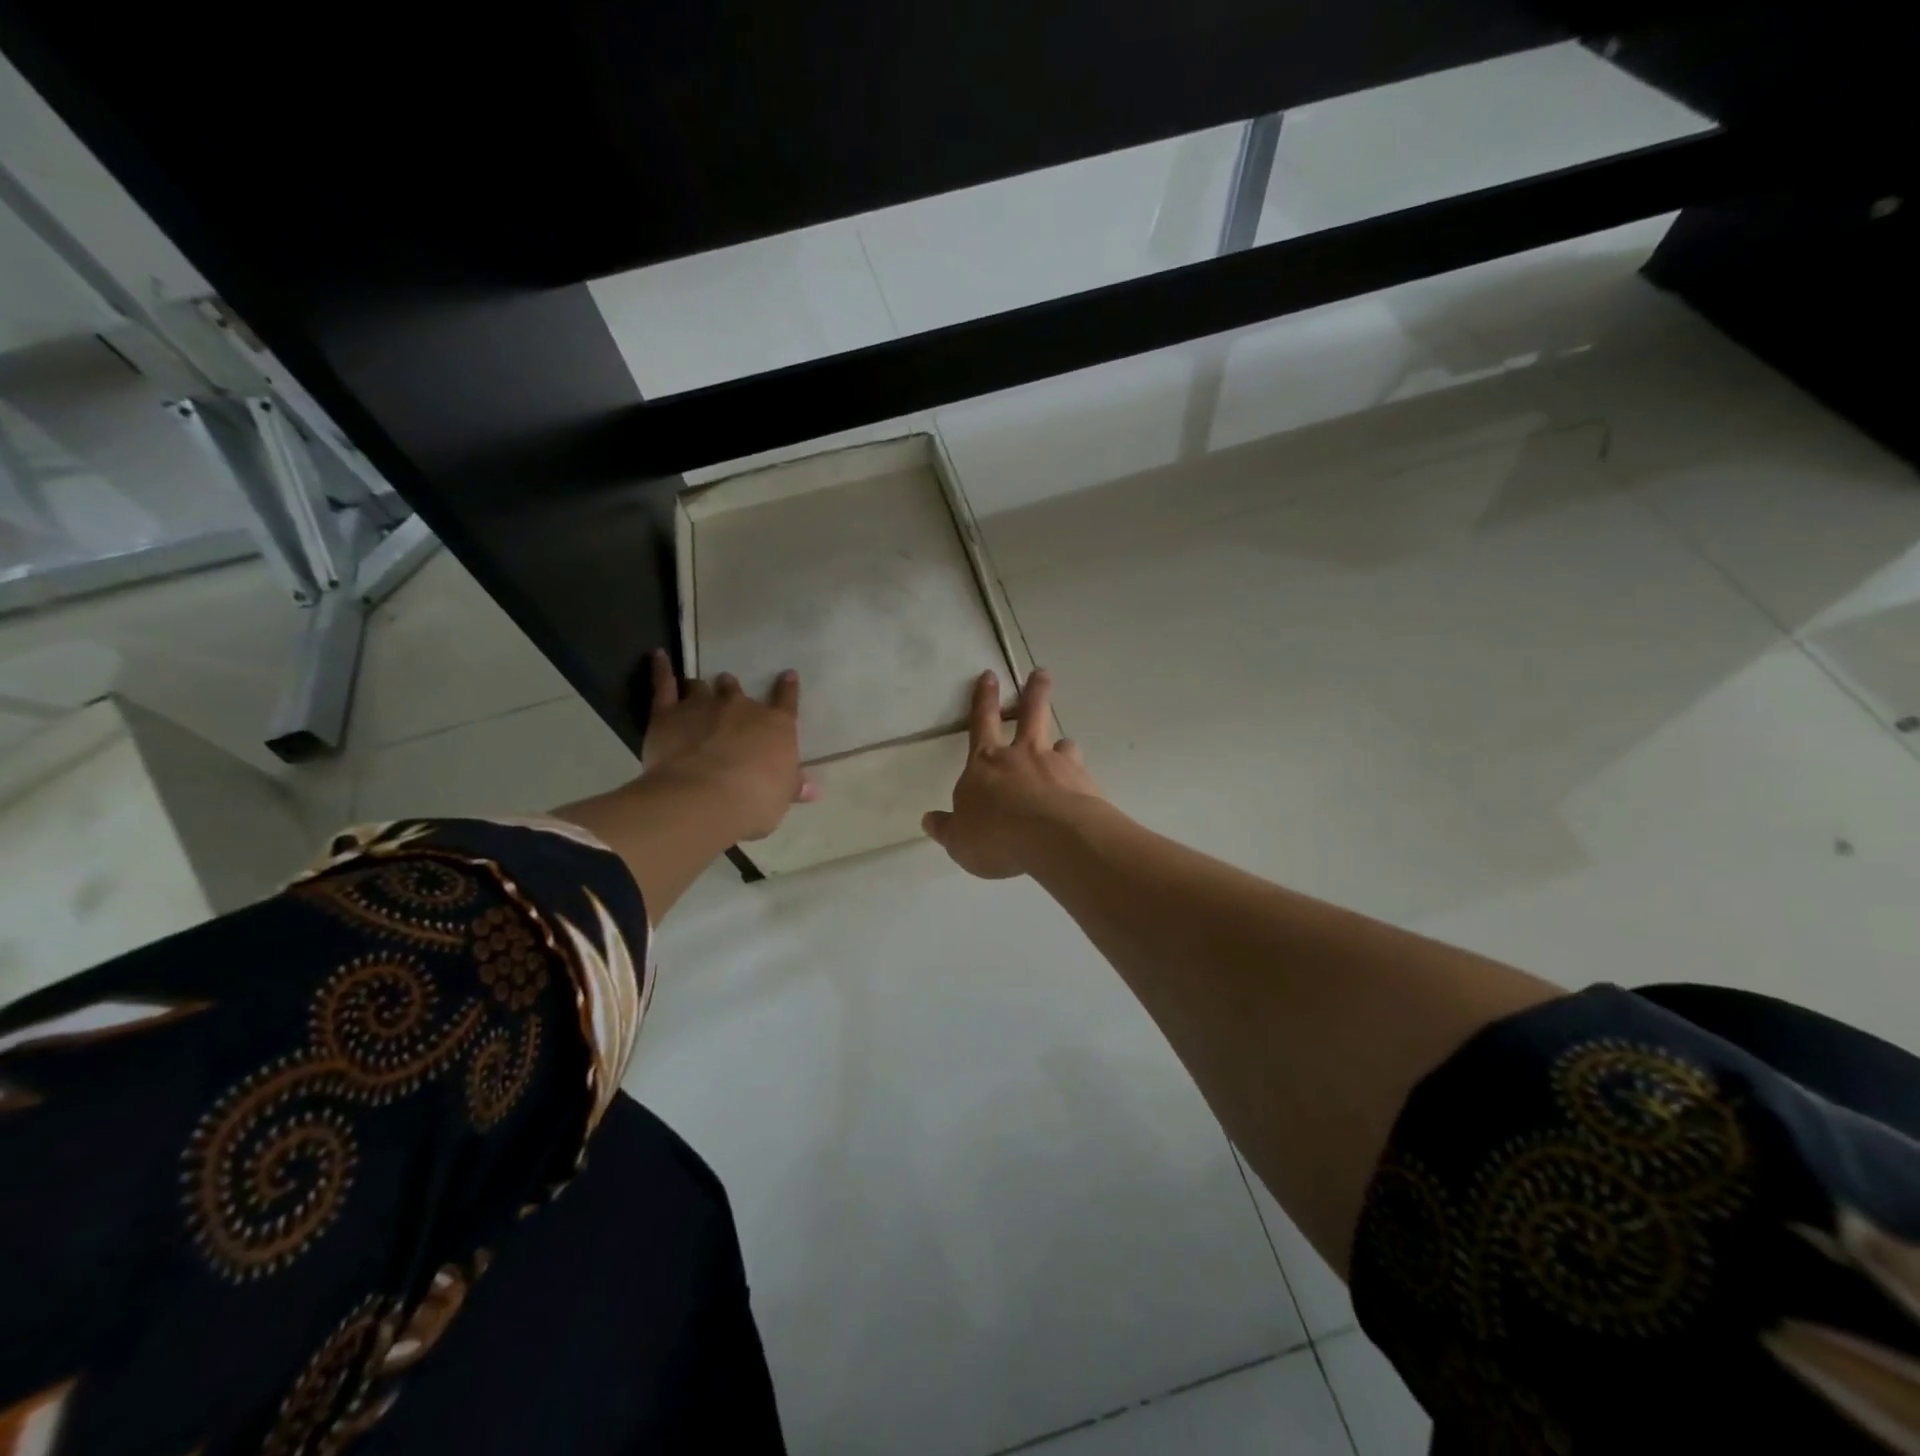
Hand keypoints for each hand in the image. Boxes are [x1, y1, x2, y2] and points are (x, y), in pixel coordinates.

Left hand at [642, 650, 816, 840]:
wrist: (706, 798)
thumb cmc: (755, 800)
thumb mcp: (781, 797)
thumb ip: (792, 787)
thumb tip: (812, 790)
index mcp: (776, 726)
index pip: (786, 701)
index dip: (787, 689)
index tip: (788, 675)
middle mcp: (741, 709)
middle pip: (736, 691)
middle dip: (732, 690)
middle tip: (728, 692)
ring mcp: (704, 706)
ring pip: (702, 687)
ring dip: (701, 687)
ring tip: (698, 686)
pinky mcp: (669, 714)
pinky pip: (664, 684)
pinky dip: (661, 669)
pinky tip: (658, 656)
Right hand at [923, 668, 1103, 878]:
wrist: (1054, 839)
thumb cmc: (996, 837)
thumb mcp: (959, 841)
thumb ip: (947, 828)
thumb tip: (929, 820)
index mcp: (985, 763)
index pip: (981, 723)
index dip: (983, 699)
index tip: (989, 675)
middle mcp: (1022, 756)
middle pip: (1030, 714)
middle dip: (1034, 692)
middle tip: (1041, 673)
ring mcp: (1056, 766)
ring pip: (1062, 743)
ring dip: (1062, 743)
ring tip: (1065, 745)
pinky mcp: (1084, 783)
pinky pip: (1081, 773)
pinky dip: (1079, 778)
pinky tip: (1081, 792)